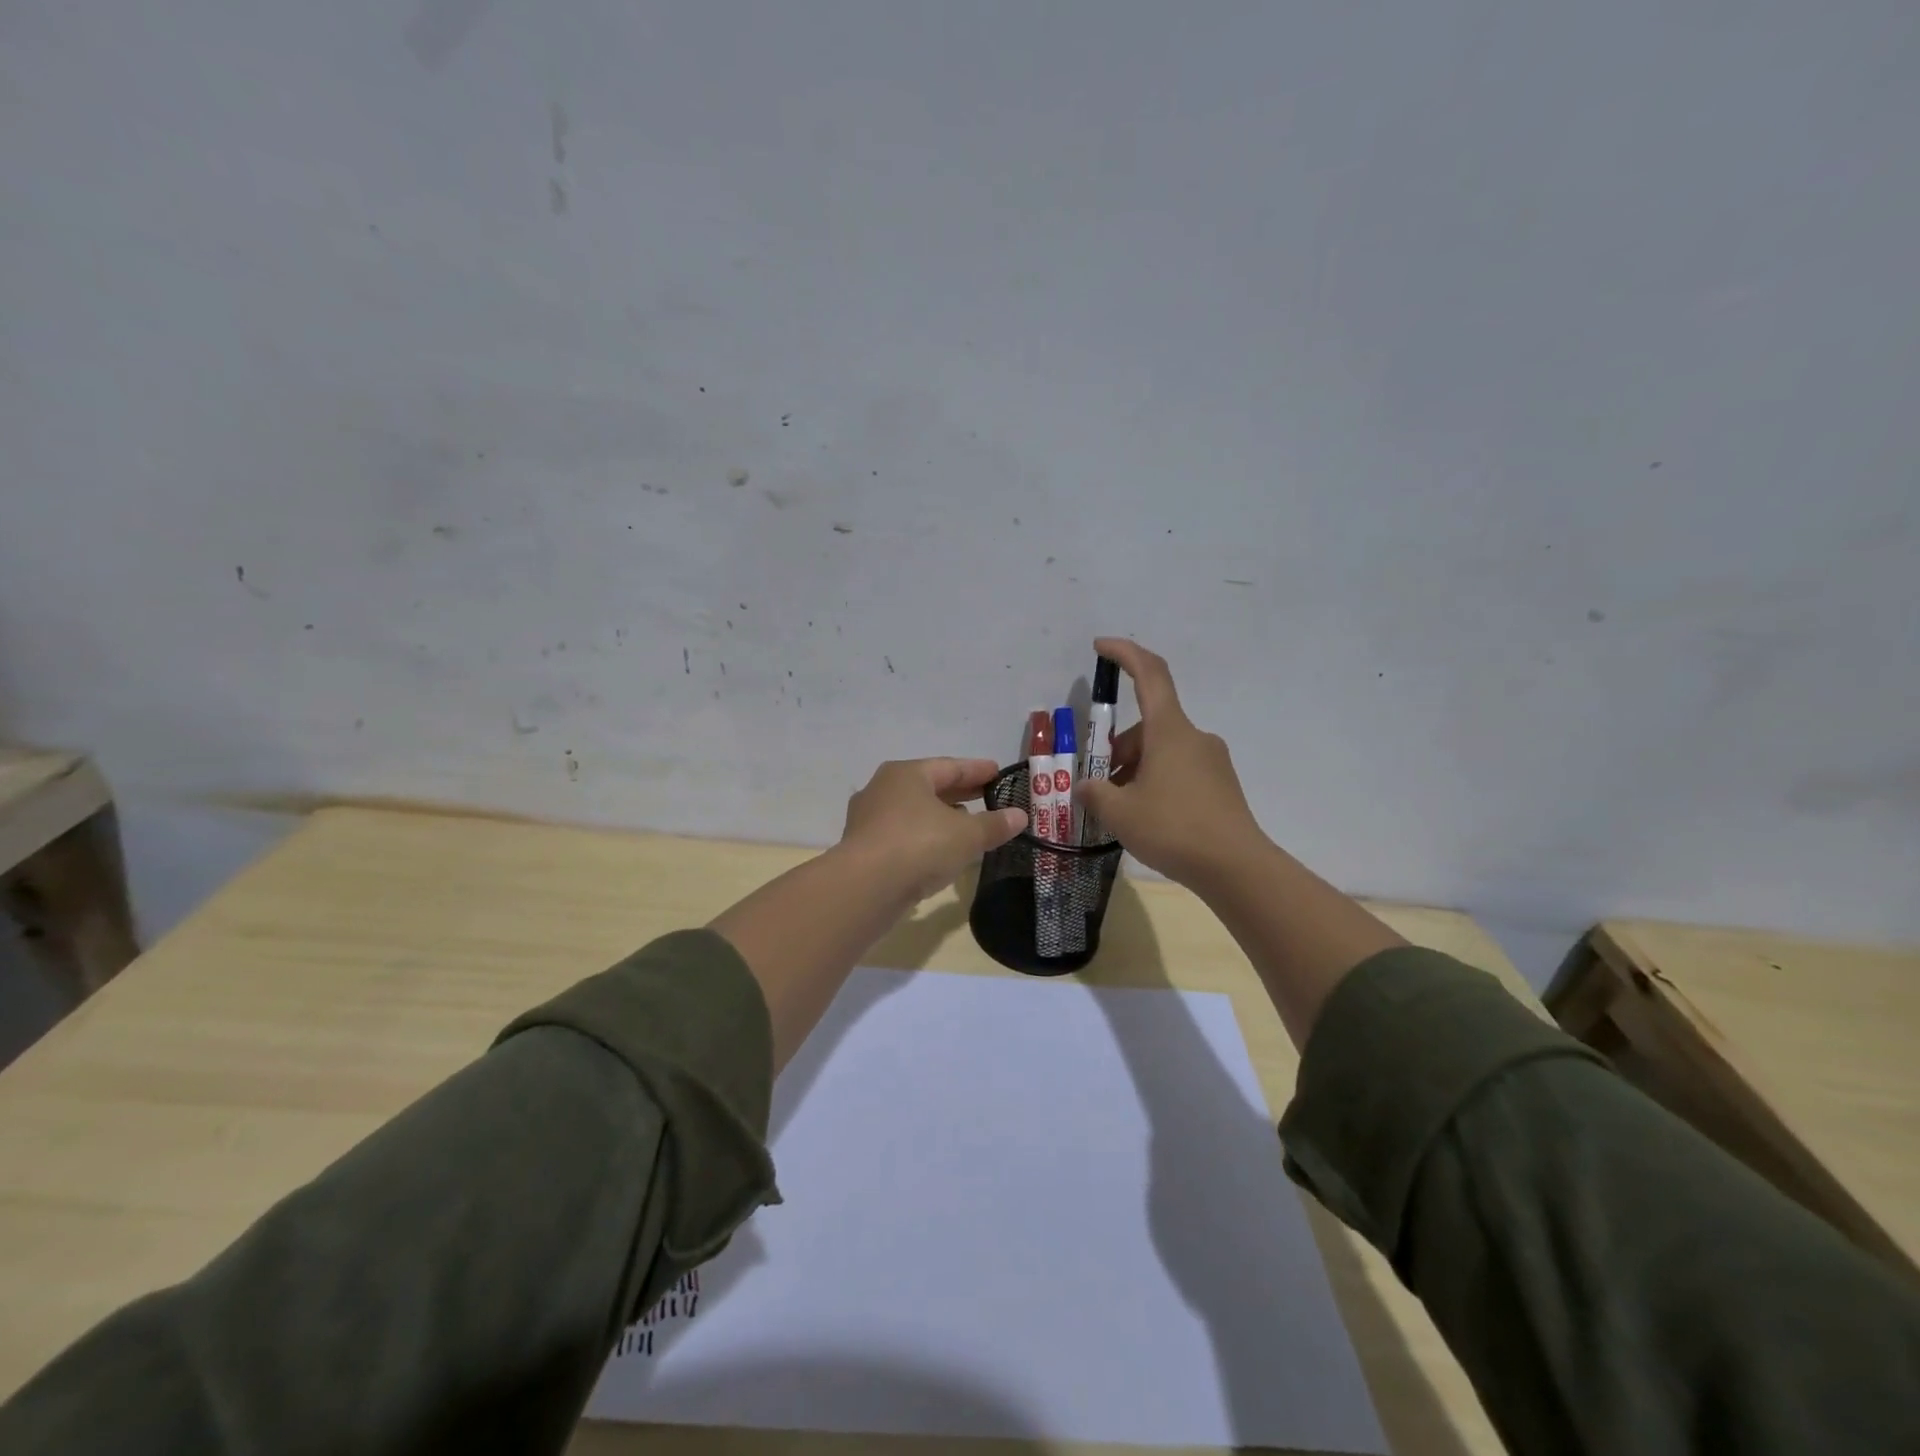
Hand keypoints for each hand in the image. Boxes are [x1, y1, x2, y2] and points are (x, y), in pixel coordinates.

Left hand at [838, 757, 1027, 903]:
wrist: (865, 888)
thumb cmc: (919, 846)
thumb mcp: (967, 835)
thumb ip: (994, 825)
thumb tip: (1020, 816)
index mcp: (907, 774)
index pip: (950, 766)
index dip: (977, 770)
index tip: (998, 772)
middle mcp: (883, 789)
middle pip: (930, 787)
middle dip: (960, 792)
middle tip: (987, 795)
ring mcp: (869, 819)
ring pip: (914, 812)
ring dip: (941, 816)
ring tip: (968, 823)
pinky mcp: (864, 848)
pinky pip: (903, 835)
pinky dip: (925, 837)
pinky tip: (941, 850)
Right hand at [1075, 638, 1267, 885]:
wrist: (1236, 868)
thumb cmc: (1173, 829)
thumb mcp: (1120, 813)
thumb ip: (1095, 793)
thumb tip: (1086, 787)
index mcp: (1169, 730)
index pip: (1149, 675)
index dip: (1125, 653)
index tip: (1101, 647)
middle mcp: (1194, 737)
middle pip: (1148, 725)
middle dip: (1118, 748)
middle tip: (1098, 784)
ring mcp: (1212, 761)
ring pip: (1163, 751)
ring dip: (1136, 768)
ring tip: (1120, 810)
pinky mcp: (1221, 785)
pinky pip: (1180, 770)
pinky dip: (1157, 782)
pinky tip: (1147, 817)